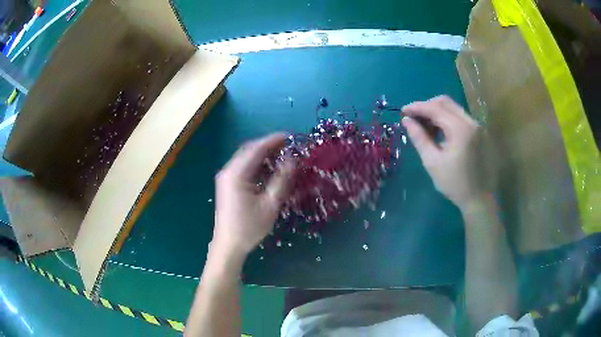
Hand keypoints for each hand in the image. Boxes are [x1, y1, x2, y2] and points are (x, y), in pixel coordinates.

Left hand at [212, 133, 293, 257]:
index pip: (256, 149)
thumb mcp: (270, 204)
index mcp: (237, 174)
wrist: (228, 244)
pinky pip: (244, 168)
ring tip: (282, 156)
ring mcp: (226, 177)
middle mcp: (228, 171)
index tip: (290, 136)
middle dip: (269, 146)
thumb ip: (281, 180)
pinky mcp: (228, 184)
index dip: (273, 140)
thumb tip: (293, 160)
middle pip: (249, 150)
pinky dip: (257, 165)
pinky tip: (269, 169)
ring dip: (263, 155)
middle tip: (288, 146)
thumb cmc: (249, 227)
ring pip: (246, 158)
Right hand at [402, 96, 482, 209]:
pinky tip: (440, 132)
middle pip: (445, 102)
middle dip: (427, 106)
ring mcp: (477, 126)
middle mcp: (471, 122)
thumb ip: (419, 138)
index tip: (403, 111)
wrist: (480, 199)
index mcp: (460, 129)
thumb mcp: (433, 162)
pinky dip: (447, 119)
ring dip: (437, 112)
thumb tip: (406, 121)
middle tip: (414, 119)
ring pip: (453, 108)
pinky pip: (460, 117)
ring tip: (426, 127)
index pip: (435, 108)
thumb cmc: (455, 184)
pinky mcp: (479, 132)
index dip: (417, 107)